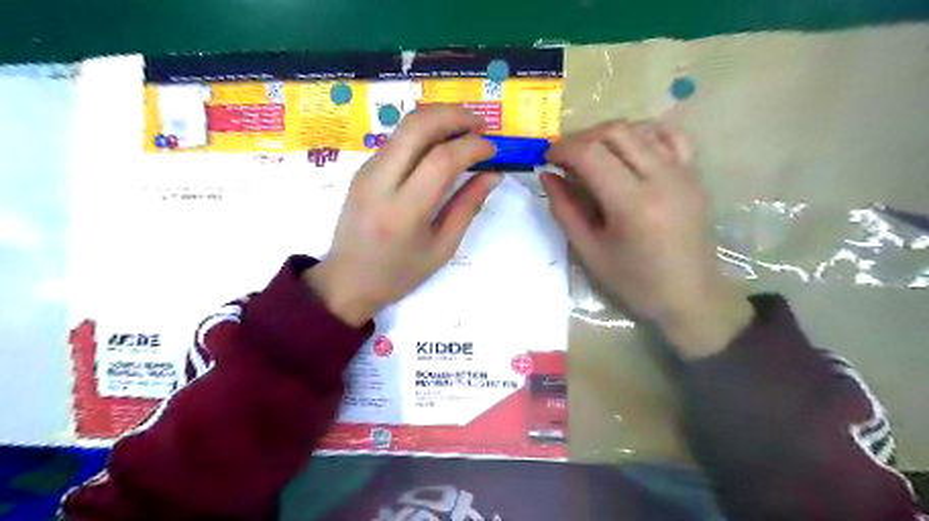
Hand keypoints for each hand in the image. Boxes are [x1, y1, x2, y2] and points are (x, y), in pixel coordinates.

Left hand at [305, 104, 499, 324]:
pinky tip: (441, 144)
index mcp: (403, 211)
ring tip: (465, 131)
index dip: (472, 146)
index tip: (493, 149)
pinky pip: (397, 139)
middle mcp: (380, 182)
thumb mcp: (442, 248)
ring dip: (439, 119)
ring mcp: (367, 171)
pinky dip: (423, 132)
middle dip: (454, 115)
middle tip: (481, 124)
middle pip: (417, 126)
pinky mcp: (363, 169)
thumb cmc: (399, 273)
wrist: (347, 280)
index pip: (441, 159)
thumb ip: (467, 207)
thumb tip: (492, 174)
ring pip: (405, 126)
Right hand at [543, 120, 749, 358]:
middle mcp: (661, 177)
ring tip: (590, 154)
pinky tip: (627, 149)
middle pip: (615, 132)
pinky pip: (668, 136)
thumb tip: (547, 176)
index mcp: (633, 203)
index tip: (547, 159)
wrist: (690, 295)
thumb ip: (565, 210)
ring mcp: (682, 172)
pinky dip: (641, 134)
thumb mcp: (589, 251)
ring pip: (640, 128)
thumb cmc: (635, 282)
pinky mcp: (693, 174)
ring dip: (607, 134)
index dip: (563, 149)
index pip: (591, 154)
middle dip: (581, 138)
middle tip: (564, 157)